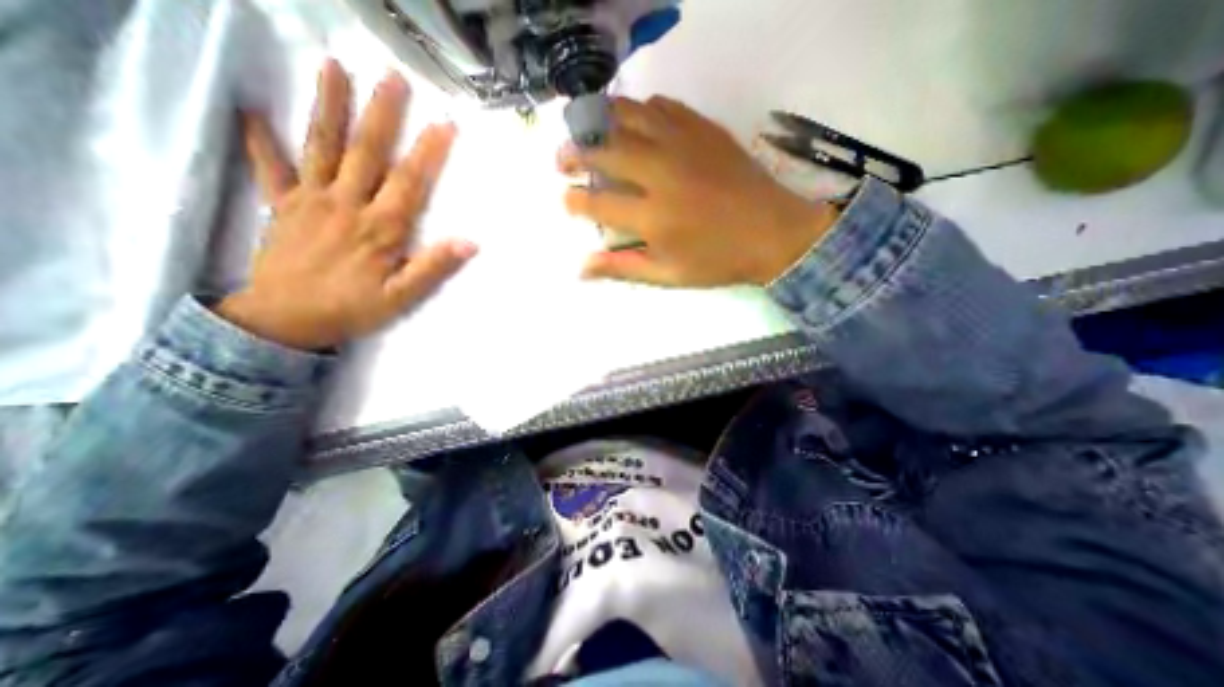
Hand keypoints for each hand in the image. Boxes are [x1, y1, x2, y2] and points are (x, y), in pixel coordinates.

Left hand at [214, 59, 472, 347]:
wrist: (286, 321)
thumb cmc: (351, 309)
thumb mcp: (402, 297)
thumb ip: (433, 267)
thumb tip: (469, 243)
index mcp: (380, 228)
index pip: (409, 182)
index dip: (428, 152)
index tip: (444, 124)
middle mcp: (347, 204)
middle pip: (366, 152)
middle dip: (382, 114)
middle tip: (392, 78)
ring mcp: (310, 200)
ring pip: (322, 146)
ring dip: (328, 106)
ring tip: (334, 68)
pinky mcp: (282, 204)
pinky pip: (269, 167)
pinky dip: (259, 138)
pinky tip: (250, 109)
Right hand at [559, 98, 837, 285]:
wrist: (773, 232)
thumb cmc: (717, 260)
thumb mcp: (668, 274)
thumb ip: (623, 267)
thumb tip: (581, 269)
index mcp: (653, 217)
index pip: (597, 203)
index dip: (574, 201)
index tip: (567, 200)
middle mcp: (661, 174)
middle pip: (604, 151)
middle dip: (574, 153)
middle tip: (563, 160)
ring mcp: (682, 144)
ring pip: (627, 116)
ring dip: (599, 122)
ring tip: (587, 132)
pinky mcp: (702, 128)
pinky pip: (660, 106)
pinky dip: (638, 110)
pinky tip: (633, 123)